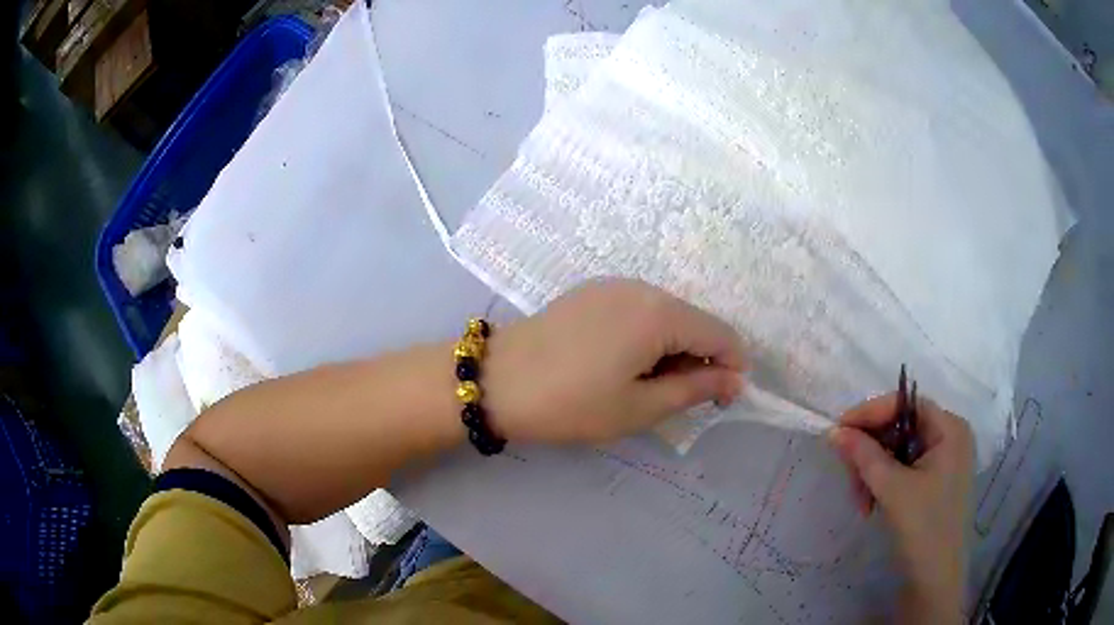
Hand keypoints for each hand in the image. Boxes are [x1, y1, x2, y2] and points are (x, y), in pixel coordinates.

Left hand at [483, 279, 745, 443]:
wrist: (496, 381)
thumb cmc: (571, 403)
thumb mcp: (639, 407)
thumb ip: (694, 389)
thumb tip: (734, 380)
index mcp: (659, 313)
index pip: (721, 334)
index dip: (732, 367)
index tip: (723, 401)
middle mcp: (641, 287)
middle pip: (694, 321)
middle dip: (700, 359)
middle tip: (677, 401)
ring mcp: (612, 285)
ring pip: (666, 315)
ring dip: (673, 349)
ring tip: (645, 386)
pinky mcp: (591, 292)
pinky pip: (638, 310)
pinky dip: (647, 336)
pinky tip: (621, 364)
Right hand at [829, 395, 973, 623]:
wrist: (935, 579)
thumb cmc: (923, 527)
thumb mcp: (892, 489)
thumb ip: (864, 455)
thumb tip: (834, 431)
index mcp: (950, 429)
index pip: (906, 405)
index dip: (871, 413)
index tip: (839, 430)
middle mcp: (950, 438)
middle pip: (901, 428)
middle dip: (871, 452)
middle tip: (848, 475)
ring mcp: (944, 462)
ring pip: (898, 452)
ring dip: (873, 472)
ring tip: (859, 501)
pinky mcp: (935, 483)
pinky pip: (904, 470)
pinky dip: (883, 483)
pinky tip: (871, 504)